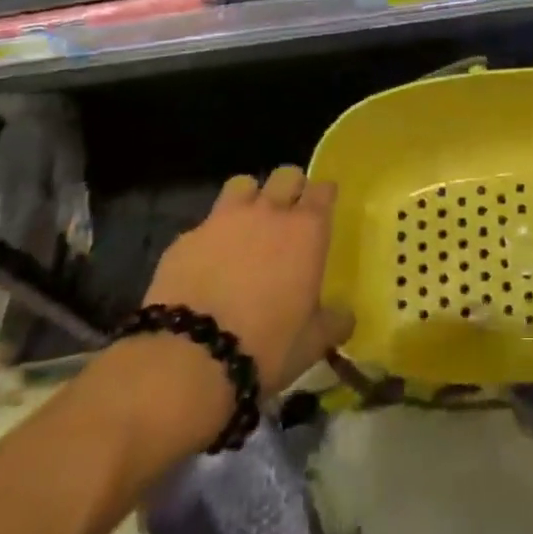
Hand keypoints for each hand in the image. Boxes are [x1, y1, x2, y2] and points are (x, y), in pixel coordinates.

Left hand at [142, 167, 353, 393]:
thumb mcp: (312, 343)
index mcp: (306, 230)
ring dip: (249, 198)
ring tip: (246, 225)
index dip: (324, 196)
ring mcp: (223, 220)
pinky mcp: (186, 237)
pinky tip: (207, 262)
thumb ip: (333, 322)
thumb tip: (346, 317)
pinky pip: (205, 223)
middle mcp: (268, 212)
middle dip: (290, 188)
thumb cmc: (265, 347)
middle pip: (286, 175)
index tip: (323, 209)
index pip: (323, 190)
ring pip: (242, 184)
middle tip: (288, 215)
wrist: (189, 359)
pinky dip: (211, 236)